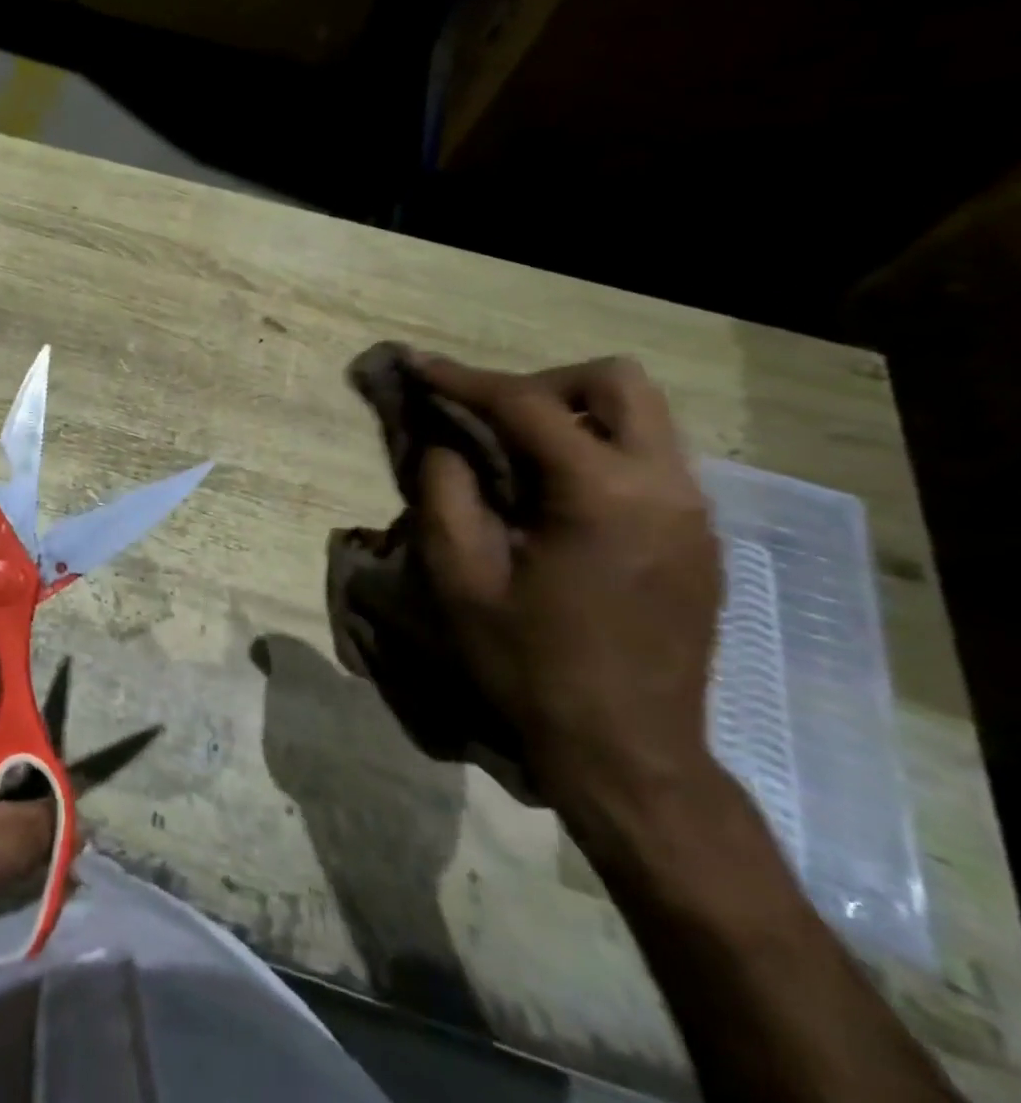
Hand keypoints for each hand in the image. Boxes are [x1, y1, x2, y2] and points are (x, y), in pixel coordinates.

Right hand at [412, 355, 722, 826]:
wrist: (627, 752)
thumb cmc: (531, 665)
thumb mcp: (460, 577)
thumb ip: (445, 490)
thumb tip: (444, 440)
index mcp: (602, 494)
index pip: (526, 404)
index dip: (463, 378)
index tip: (417, 364)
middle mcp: (665, 486)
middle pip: (616, 382)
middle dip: (542, 383)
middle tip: (490, 418)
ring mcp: (694, 511)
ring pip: (642, 416)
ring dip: (573, 415)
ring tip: (518, 455)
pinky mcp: (699, 537)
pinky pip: (650, 459)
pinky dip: (597, 451)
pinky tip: (557, 497)